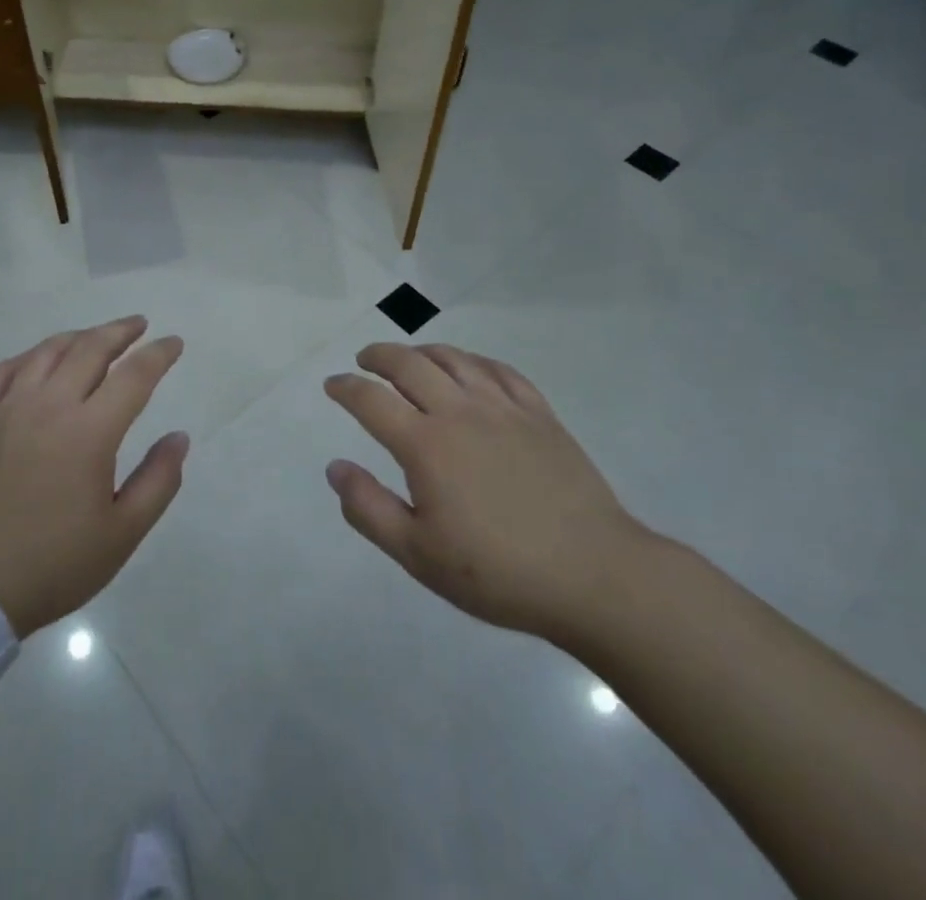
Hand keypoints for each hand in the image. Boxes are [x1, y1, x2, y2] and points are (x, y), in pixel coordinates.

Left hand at [0, 316, 187, 637]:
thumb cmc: (54, 564)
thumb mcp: (122, 533)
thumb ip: (159, 480)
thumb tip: (179, 437)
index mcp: (89, 432)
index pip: (134, 375)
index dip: (159, 354)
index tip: (174, 343)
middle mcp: (49, 405)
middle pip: (90, 349)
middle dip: (121, 331)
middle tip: (139, 325)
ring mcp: (8, 408)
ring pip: (48, 351)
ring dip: (79, 337)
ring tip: (96, 337)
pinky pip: (4, 370)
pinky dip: (29, 356)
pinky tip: (38, 360)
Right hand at [324, 343, 649, 646]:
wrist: (593, 575)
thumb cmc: (498, 572)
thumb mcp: (419, 554)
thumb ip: (369, 508)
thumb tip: (335, 467)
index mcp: (426, 445)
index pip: (371, 400)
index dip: (346, 388)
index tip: (332, 385)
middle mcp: (460, 412)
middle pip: (409, 364)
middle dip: (379, 356)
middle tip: (365, 360)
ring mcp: (503, 408)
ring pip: (454, 359)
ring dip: (423, 351)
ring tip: (410, 358)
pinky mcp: (539, 414)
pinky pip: (500, 370)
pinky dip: (473, 360)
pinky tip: (469, 368)